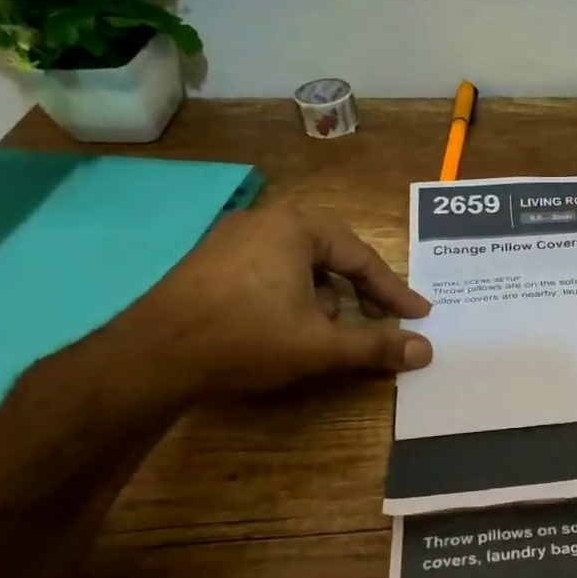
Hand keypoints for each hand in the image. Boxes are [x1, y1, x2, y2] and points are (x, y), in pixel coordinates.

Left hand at [119, 201, 432, 396]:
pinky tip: (285, 325)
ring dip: (324, 295)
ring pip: (299, 263)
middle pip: (331, 255)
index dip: (394, 292)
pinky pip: (269, 269)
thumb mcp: (319, 345)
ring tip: (329, 328)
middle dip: (358, 290)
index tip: (418, 314)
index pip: (362, 259)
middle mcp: (265, 220)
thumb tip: (426, 350)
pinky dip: (290, 293)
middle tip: (379, 318)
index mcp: (297, 226)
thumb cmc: (246, 338)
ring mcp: (231, 238)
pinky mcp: (208, 261)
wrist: (149, 357)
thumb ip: (376, 345)